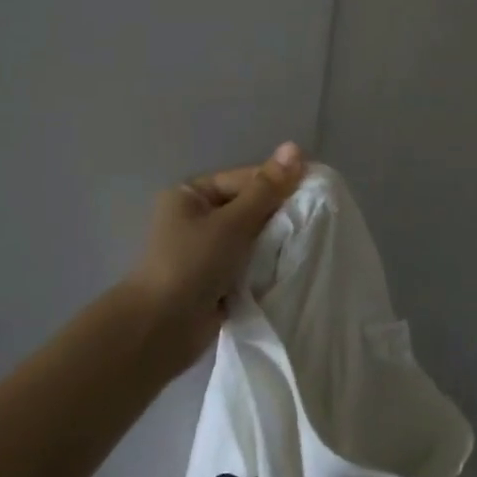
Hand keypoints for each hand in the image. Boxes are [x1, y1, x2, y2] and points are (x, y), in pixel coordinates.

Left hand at [123, 143, 306, 369]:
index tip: (314, 191)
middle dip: (278, 215)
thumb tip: (294, 147)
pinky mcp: (215, 280)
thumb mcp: (233, 222)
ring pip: (252, 237)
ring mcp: (206, 251)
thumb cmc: (192, 264)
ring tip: (307, 242)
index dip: (278, 182)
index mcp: (192, 195)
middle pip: (249, 207)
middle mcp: (197, 218)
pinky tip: (291, 265)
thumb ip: (266, 189)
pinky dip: (266, 265)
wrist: (161, 329)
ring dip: (274, 243)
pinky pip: (249, 263)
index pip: (245, 179)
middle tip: (315, 219)